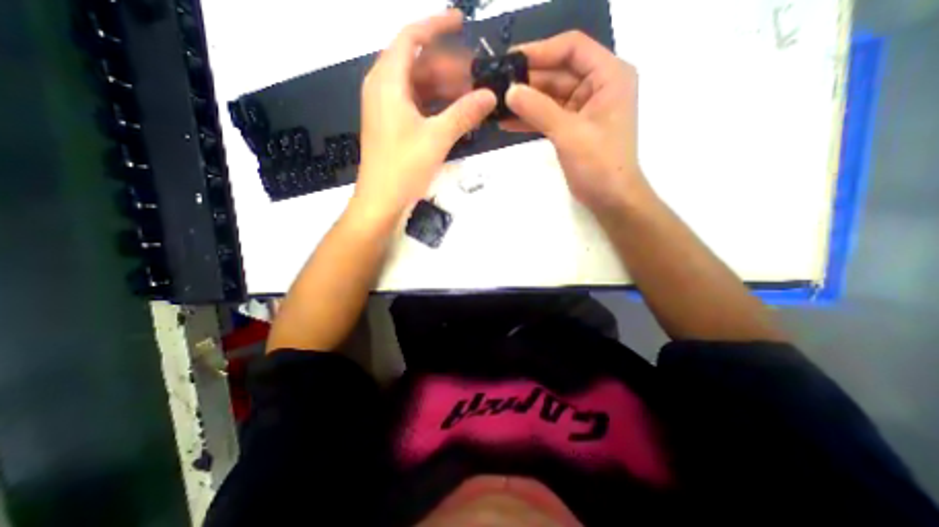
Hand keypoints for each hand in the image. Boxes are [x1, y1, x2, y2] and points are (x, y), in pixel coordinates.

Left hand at [352, 9, 497, 224]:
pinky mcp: (392, 126)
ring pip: (418, 86)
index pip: (411, 38)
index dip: (436, 26)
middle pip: (417, 64)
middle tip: (477, 76)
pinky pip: (416, 105)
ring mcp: (387, 109)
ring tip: (471, 96)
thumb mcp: (437, 138)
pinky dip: (435, 105)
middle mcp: (383, 88)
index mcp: (387, 81)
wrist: (381, 201)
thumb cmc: (403, 167)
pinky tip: (454, 113)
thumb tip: (490, 95)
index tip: (461, 22)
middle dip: (448, 66)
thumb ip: (464, 114)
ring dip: (444, 88)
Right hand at [506, 32, 654, 214]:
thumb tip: (509, 91)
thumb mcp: (569, 133)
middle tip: (496, 85)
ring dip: (525, 101)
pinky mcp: (572, 127)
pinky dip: (530, 119)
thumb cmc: (599, 164)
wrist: (610, 198)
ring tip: (496, 104)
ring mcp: (583, 108)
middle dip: (527, 80)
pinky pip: (548, 116)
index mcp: (608, 76)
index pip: (572, 49)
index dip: (540, 51)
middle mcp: (597, 86)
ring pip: (549, 96)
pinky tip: (507, 121)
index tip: (510, 60)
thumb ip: (539, 109)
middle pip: (558, 72)